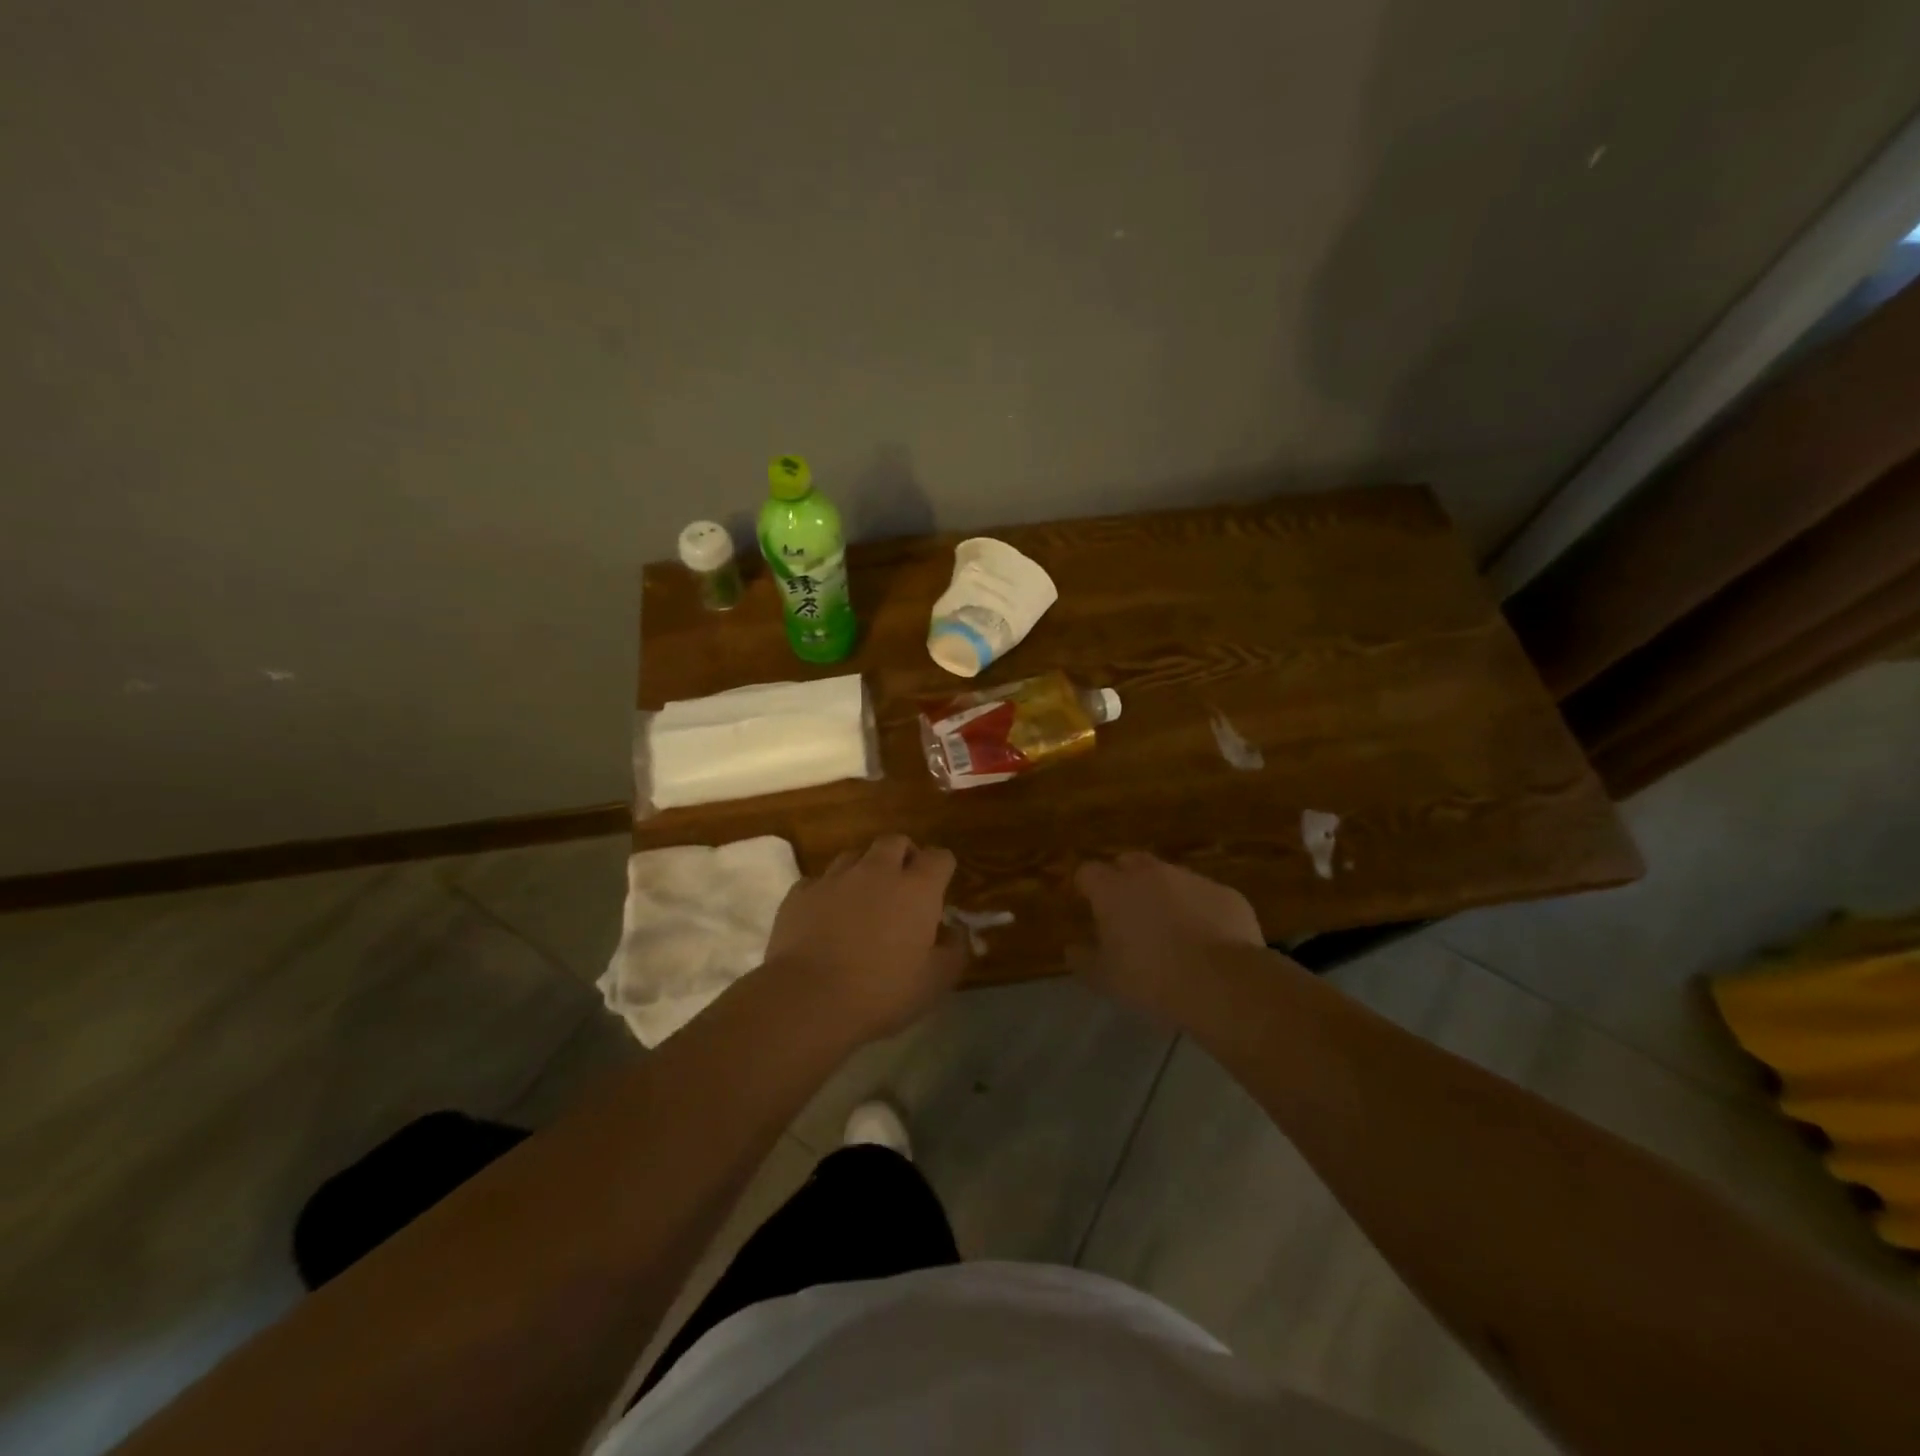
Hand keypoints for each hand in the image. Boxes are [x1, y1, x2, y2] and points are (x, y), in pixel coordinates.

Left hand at [765, 834, 965, 1042]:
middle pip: (895, 842)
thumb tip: (957, 929)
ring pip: (855, 855)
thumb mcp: (936, 981)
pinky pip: (819, 880)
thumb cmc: (882, 992)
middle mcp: (877, 870)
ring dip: (864, 870)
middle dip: (903, 856)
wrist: (808, 1000)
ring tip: (863, 901)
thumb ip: (956, 949)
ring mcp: (835, 878)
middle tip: (903, 888)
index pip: (940, 856)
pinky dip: (828, 892)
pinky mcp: (800, 893)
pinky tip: (826, 917)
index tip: (939, 892)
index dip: (942, 869)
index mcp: (917, 888)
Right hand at [1072, 852, 1268, 1016]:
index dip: (1086, 886)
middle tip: (1127, 912)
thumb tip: (1072, 948)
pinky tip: (1207, 940)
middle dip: (1124, 880)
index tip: (1088, 905)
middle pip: (1129, 862)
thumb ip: (1084, 959)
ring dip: (1164, 894)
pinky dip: (1199, 910)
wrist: (1223, 984)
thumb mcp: (1106, 978)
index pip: (1088, 872)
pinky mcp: (1226, 894)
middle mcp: (1150, 873)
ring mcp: (1191, 879)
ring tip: (1170, 929)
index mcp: (1113, 889)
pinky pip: (1204, 896)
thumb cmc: (1151, 980)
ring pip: (1169, 877)